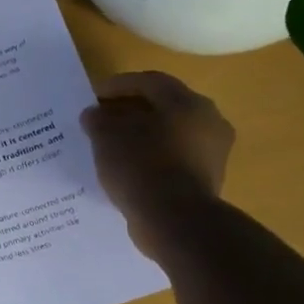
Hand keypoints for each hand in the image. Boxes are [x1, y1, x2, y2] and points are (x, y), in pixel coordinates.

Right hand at [81, 72, 234, 257]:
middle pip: (163, 108)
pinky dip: (150, 160)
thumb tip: (94, 114)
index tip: (92, 96)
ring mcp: (211, 154)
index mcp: (188, 102)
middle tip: (101, 120)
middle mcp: (208, 122)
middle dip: (130, 112)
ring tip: (110, 147)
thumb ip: (98, 120)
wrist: (175, 221)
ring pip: (169, 136)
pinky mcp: (206, 181)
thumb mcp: (108, 137)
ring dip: (141, 137)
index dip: (118, 85)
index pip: (150, 82)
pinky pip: (172, 161)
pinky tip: (127, 170)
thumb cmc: (142, 167)